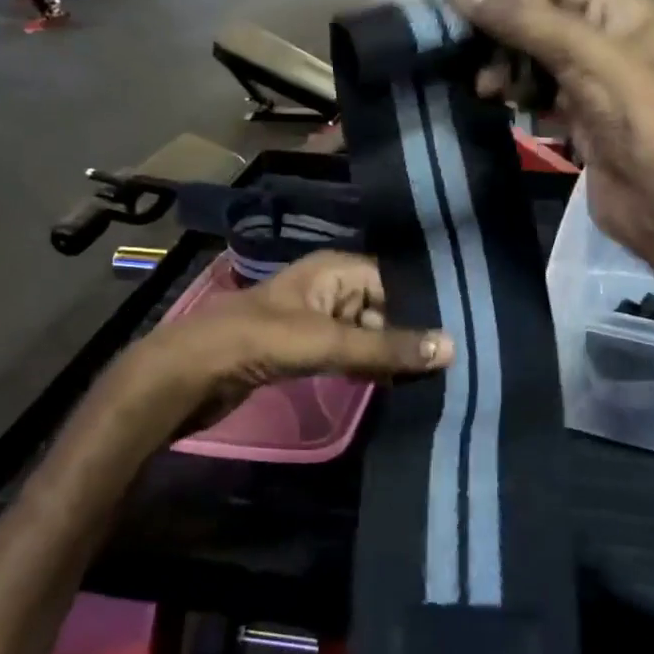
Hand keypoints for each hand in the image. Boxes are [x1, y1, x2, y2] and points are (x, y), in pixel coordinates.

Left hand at [107, 252, 451, 446]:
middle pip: (383, 305)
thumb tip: (452, 347)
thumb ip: (386, 346)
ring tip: (433, 376)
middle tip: (452, 361)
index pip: (394, 278)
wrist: (191, 373)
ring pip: (366, 332)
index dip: (425, 302)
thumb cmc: (259, 341)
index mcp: (334, 269)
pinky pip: (348, 353)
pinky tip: (394, 384)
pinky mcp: (304, 349)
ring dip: (390, 352)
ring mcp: (316, 320)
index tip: (463, 328)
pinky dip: (367, 366)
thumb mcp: (328, 340)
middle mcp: (329, 288)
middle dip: (411, 331)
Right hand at [445, 0, 653, 263]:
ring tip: (480, 84)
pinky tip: (493, 99)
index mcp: (622, 7)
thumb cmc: (635, 116)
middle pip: (540, 17)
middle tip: (462, 50)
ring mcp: (593, 78)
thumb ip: (521, 19)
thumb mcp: (581, 54)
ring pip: (535, 56)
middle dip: (501, 31)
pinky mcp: (579, 116)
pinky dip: (515, 91)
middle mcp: (608, 35)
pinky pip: (538, 90)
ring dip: (504, 64)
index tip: (457, 8)